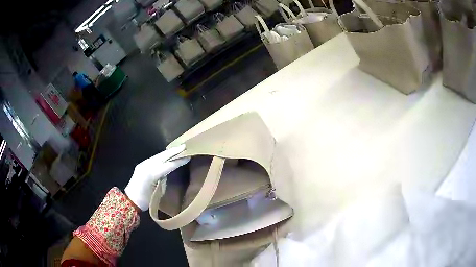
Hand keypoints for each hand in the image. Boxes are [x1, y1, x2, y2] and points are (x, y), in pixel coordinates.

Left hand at [125, 144, 189, 210]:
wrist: (131, 200)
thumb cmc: (146, 200)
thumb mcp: (158, 191)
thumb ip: (164, 179)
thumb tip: (169, 171)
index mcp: (152, 174)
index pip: (168, 165)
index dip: (178, 161)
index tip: (188, 157)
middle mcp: (147, 165)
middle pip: (162, 156)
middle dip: (173, 151)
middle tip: (184, 146)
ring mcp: (143, 164)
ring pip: (158, 156)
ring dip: (168, 152)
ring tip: (178, 149)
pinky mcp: (142, 165)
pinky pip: (154, 158)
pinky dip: (162, 156)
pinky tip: (167, 155)